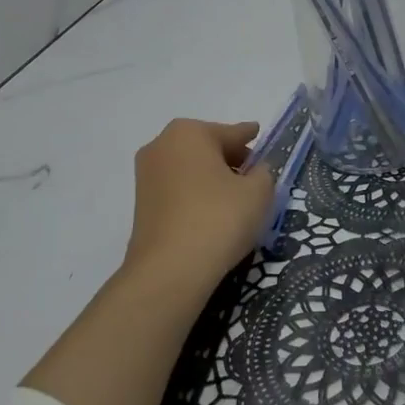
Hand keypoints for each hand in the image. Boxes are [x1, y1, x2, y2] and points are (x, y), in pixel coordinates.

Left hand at [121, 118, 276, 295]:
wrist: (169, 271)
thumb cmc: (219, 218)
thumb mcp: (258, 191)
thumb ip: (263, 172)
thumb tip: (255, 171)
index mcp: (190, 132)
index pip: (233, 133)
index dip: (251, 138)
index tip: (259, 136)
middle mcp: (161, 146)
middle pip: (208, 148)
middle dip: (231, 159)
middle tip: (254, 176)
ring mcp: (146, 176)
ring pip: (191, 169)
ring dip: (212, 178)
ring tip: (236, 199)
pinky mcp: (141, 205)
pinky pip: (178, 190)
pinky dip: (196, 195)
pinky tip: (213, 213)